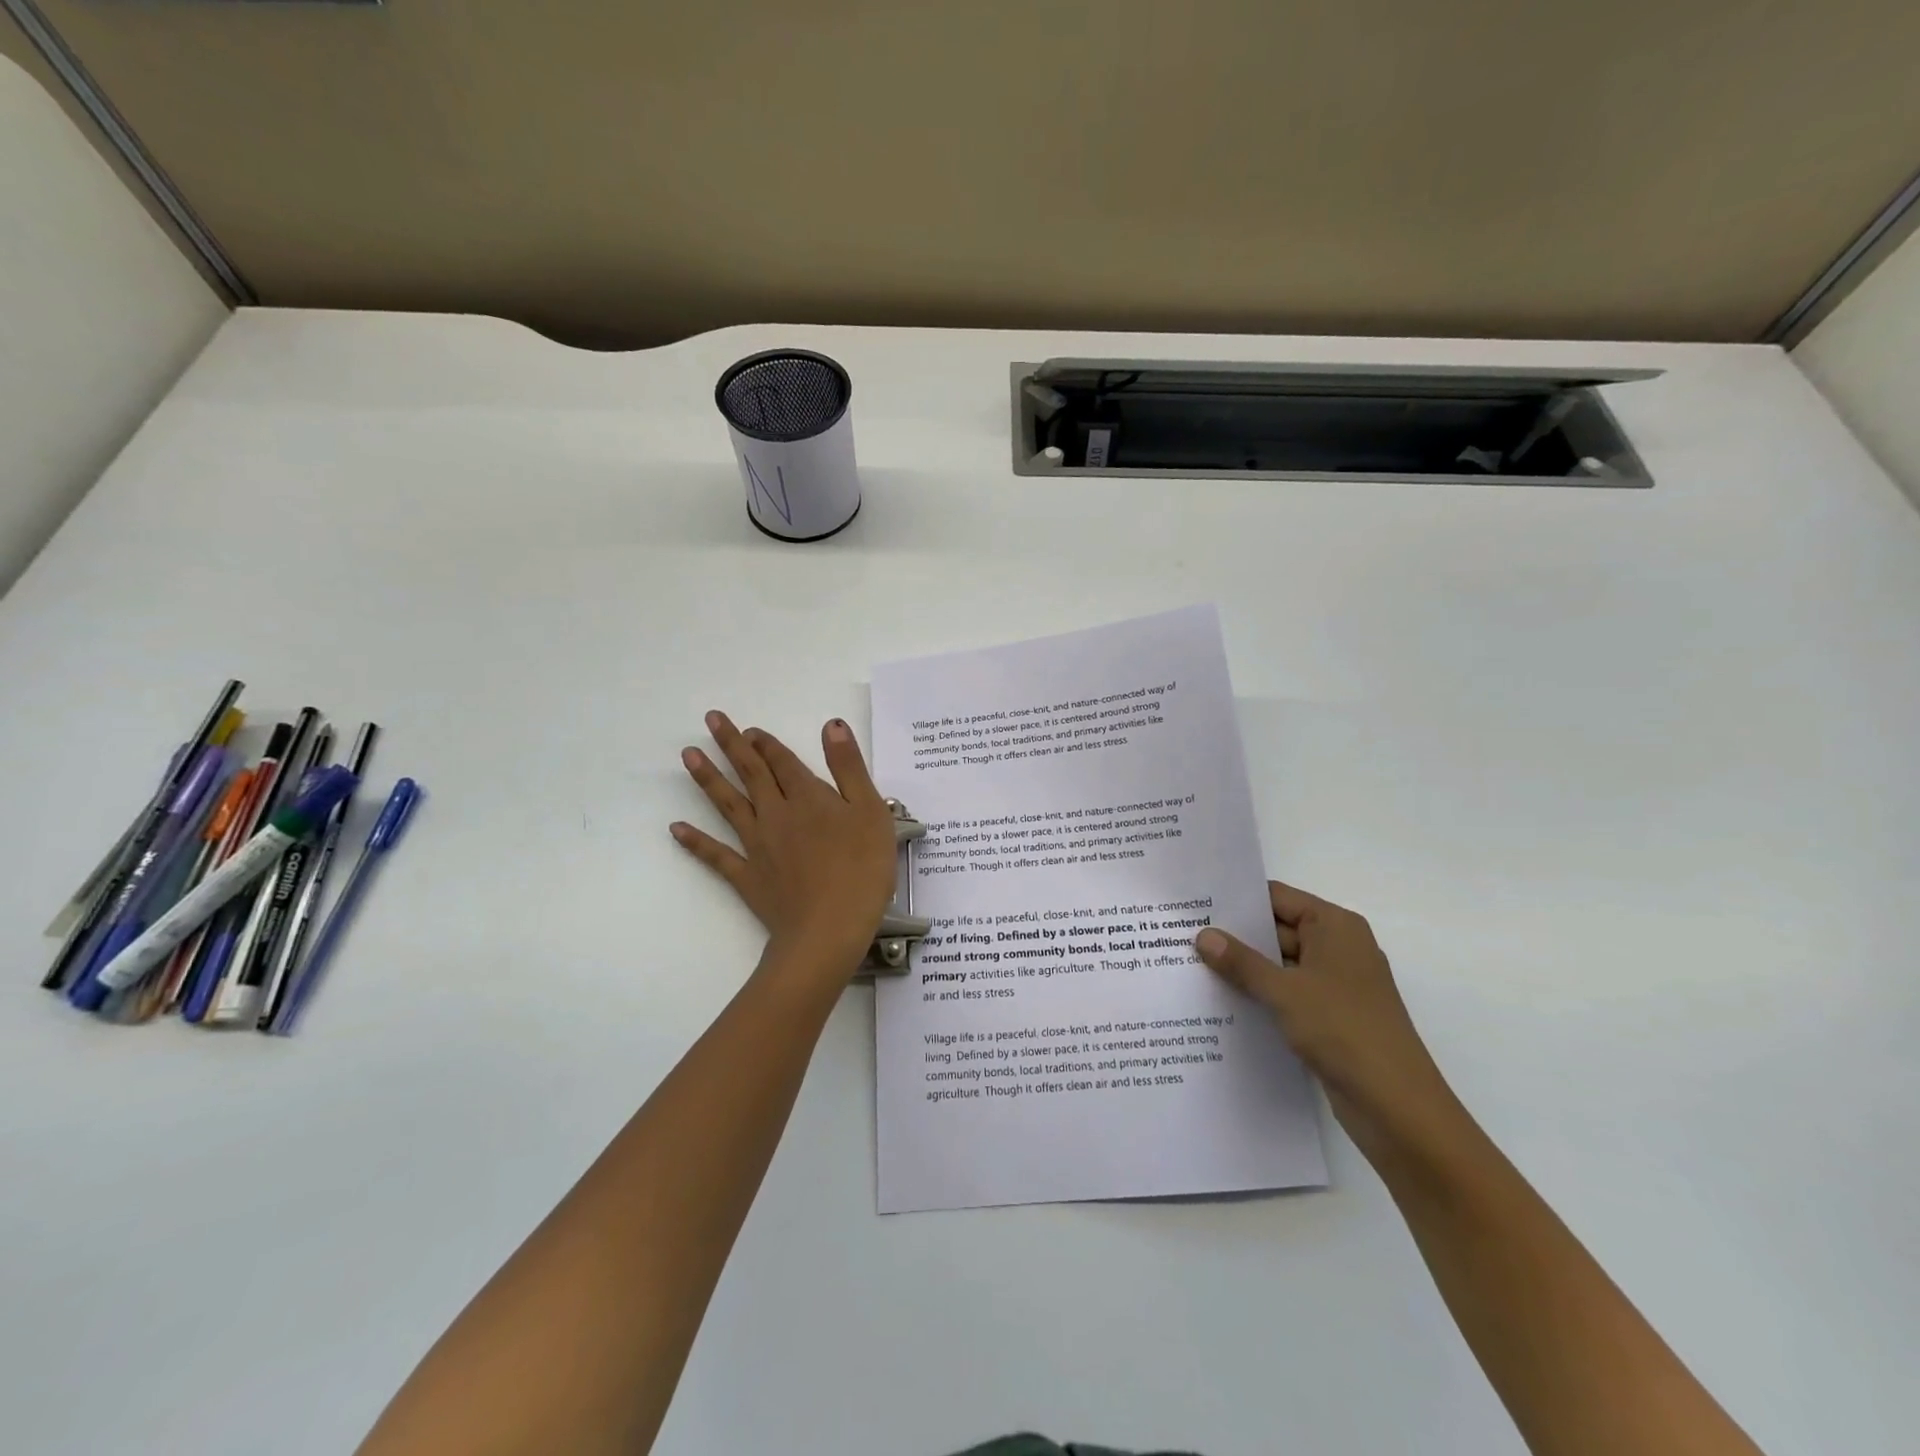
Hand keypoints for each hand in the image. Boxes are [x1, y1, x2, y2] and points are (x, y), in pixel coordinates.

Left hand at [672, 711, 897, 983]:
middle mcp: (776, 814)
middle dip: (732, 744)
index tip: (749, 728)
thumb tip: (832, 726)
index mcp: (808, 797)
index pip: (783, 761)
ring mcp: (757, 845)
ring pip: (728, 804)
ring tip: (687, 755)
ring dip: (708, 778)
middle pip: (751, 773)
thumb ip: (849, 767)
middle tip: (711, 720)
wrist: (828, 930)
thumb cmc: (861, 870)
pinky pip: (716, 855)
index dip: (767, 743)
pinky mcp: (747, 877)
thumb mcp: (870, 812)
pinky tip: (676, 828)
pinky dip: (695, 842)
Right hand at [1196, 883, 1466, 1166]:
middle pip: (1277, 930)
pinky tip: (1221, 1001)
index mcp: (1335, 927)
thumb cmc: (1344, 1031)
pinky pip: (1287, 994)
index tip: (1195, 904)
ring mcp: (1335, 985)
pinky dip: (1260, 995)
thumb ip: (1241, 962)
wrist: (1398, 1108)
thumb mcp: (1284, 991)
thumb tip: (1203, 935)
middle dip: (1235, 937)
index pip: (1277, 898)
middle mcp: (1338, 948)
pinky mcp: (1331, 1017)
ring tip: (1192, 966)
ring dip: (1245, 969)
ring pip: (1280, 965)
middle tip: (1183, 936)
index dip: (1238, 900)